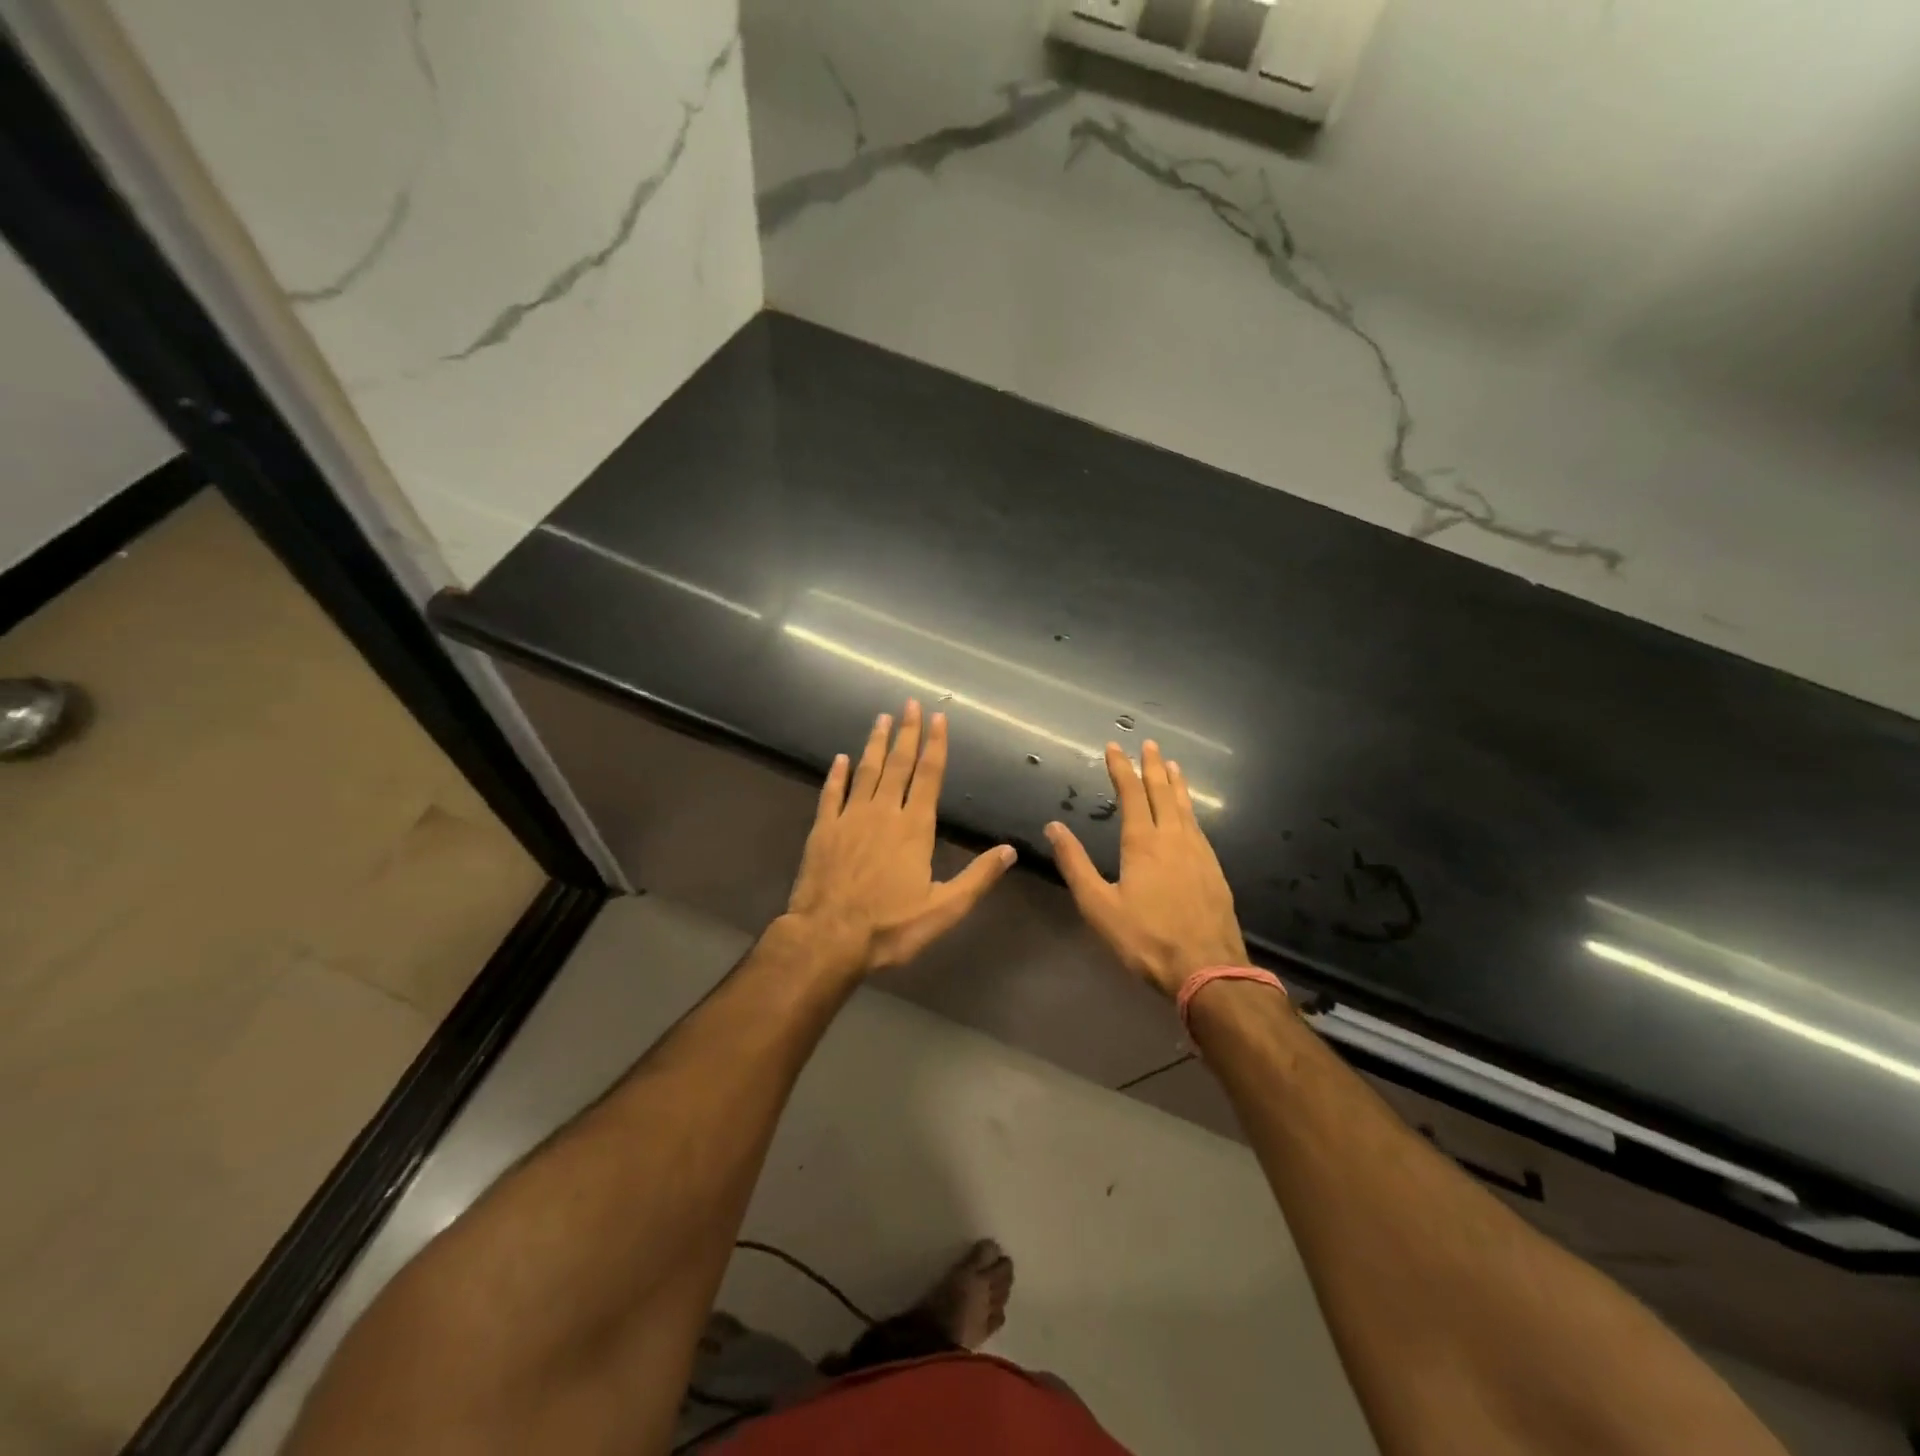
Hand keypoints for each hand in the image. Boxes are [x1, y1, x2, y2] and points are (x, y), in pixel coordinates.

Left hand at [786, 700, 1016, 975]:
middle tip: (909, 703)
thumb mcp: (944, 909)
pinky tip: (840, 759)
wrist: (827, 938)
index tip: (938, 718)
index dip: (935, 745)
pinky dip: (836, 775)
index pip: (928, 776)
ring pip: (865, 771)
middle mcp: (883, 813)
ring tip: (881, 718)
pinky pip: (831, 793)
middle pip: (898, 765)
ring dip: (875, 744)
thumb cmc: (890, 927)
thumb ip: (978, 877)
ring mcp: (849, 818)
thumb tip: (1011, 850)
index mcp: (914, 828)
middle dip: (907, 733)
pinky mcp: (823, 830)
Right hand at [1046, 739, 1248, 997]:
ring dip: (1176, 783)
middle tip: (1149, 744)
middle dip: (1153, 766)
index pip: (1130, 794)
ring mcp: (1198, 852)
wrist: (1207, 969)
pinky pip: (1198, 825)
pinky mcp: (1214, 868)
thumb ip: (1075, 864)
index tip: (1114, 747)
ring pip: (1185, 806)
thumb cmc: (1145, 938)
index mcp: (1142, 843)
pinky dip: (1190, 807)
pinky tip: (1189, 813)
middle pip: (1162, 792)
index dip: (1121, 769)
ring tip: (1172, 765)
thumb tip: (1053, 827)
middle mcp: (1173, 838)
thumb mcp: (1098, 905)